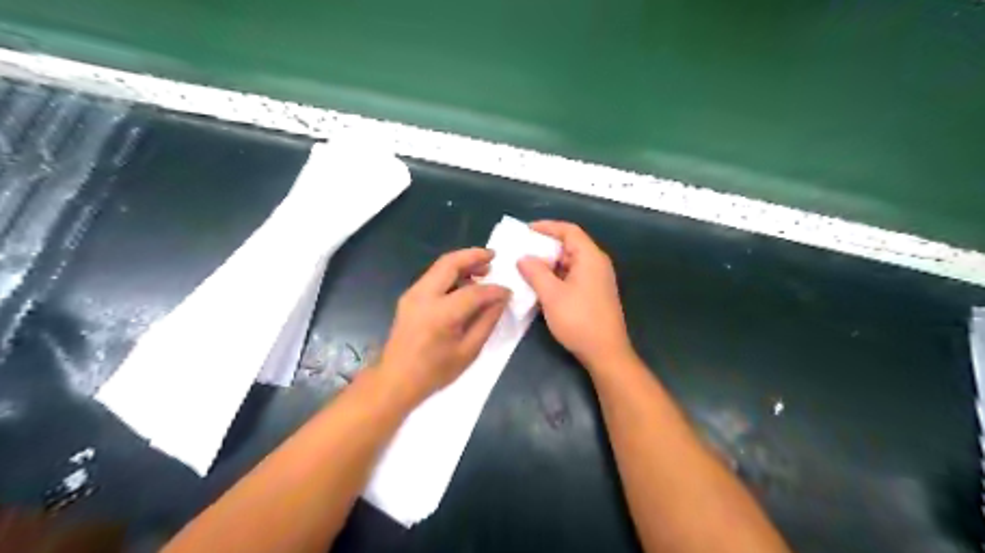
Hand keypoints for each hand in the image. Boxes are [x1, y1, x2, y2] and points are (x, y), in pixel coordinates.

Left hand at [377, 249, 507, 403]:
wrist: (395, 380)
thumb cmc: (434, 372)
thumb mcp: (468, 351)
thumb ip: (487, 321)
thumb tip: (501, 300)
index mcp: (441, 314)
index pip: (474, 292)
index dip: (495, 290)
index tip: (509, 292)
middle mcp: (423, 296)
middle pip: (450, 263)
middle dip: (474, 256)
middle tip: (494, 256)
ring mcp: (412, 294)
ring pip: (440, 266)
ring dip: (462, 262)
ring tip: (482, 269)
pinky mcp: (408, 297)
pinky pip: (433, 276)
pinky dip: (451, 273)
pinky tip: (464, 283)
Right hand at [516, 221, 630, 371]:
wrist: (605, 352)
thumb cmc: (579, 320)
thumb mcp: (551, 295)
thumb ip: (535, 272)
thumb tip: (523, 258)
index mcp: (590, 257)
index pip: (569, 231)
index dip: (547, 226)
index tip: (526, 230)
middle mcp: (596, 263)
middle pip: (570, 245)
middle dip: (545, 246)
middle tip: (522, 250)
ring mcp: (597, 279)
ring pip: (570, 262)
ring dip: (549, 263)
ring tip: (526, 267)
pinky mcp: (594, 293)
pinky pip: (573, 276)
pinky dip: (556, 276)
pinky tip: (540, 285)